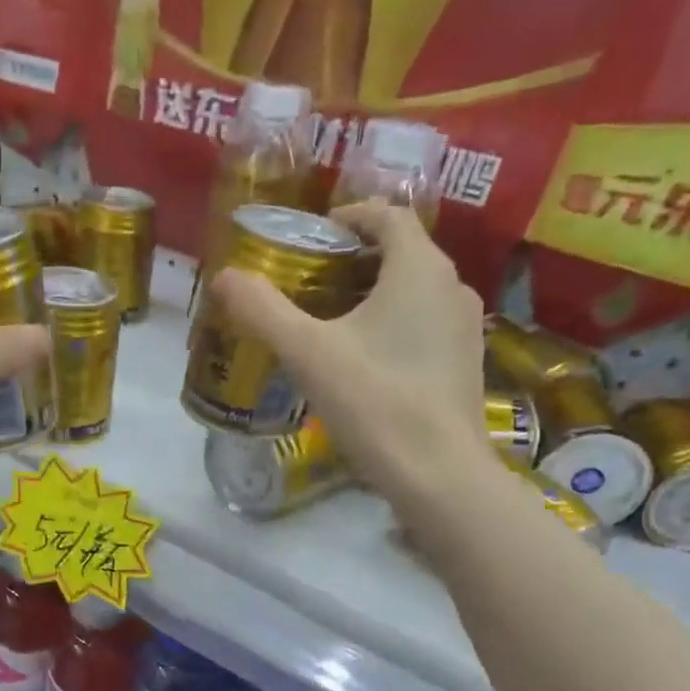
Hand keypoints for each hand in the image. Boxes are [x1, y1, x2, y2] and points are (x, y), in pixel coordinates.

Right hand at [212, 201, 489, 497]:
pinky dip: (393, 329)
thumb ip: (263, 311)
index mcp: (419, 268)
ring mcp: (464, 329)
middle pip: (401, 254)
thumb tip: (224, 277)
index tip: (313, 239)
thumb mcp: (308, 354)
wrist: (438, 474)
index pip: (388, 215)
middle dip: (354, 262)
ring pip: (415, 294)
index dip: (349, 217)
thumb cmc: (375, 402)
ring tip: (330, 326)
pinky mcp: (465, 367)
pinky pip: (425, 328)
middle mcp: (453, 287)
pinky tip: (364, 366)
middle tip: (310, 286)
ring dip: (374, 297)